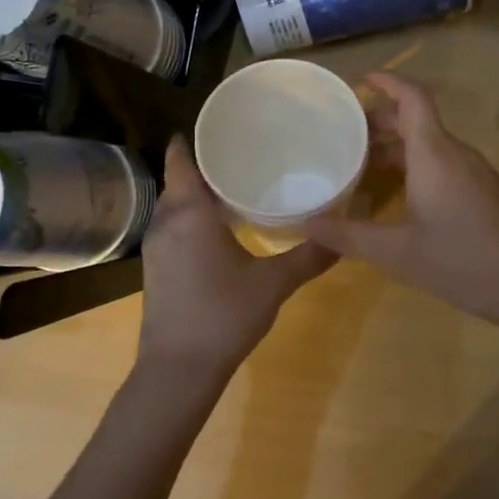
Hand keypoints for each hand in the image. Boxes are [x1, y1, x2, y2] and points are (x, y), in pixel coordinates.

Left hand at [137, 136, 336, 381]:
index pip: (180, 159)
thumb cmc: (223, 315)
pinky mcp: (156, 268)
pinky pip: (173, 227)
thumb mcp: (273, 284)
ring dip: (197, 194)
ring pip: (175, 205)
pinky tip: (220, 229)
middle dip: (204, 165)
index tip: (221, 127)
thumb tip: (342, 236)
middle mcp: (166, 222)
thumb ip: (309, 257)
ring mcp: (156, 247)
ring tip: (236, 186)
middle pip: (179, 180)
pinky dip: (192, 217)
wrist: (177, 371)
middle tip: (243, 154)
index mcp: (189, 213)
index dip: (193, 139)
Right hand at [303, 74, 498, 343]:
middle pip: (417, 119)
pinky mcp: (483, 189)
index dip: (388, 81)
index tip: (360, 80)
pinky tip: (396, 190)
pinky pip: (443, 161)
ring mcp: (474, 171)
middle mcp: (456, 153)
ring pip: (430, 142)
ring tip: (360, 161)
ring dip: (396, 144)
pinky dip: (414, 162)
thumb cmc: (462, 262)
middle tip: (343, 130)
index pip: (413, 98)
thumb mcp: (397, 252)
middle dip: (380, 119)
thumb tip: (305, 223)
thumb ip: (348, 235)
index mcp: (435, 154)